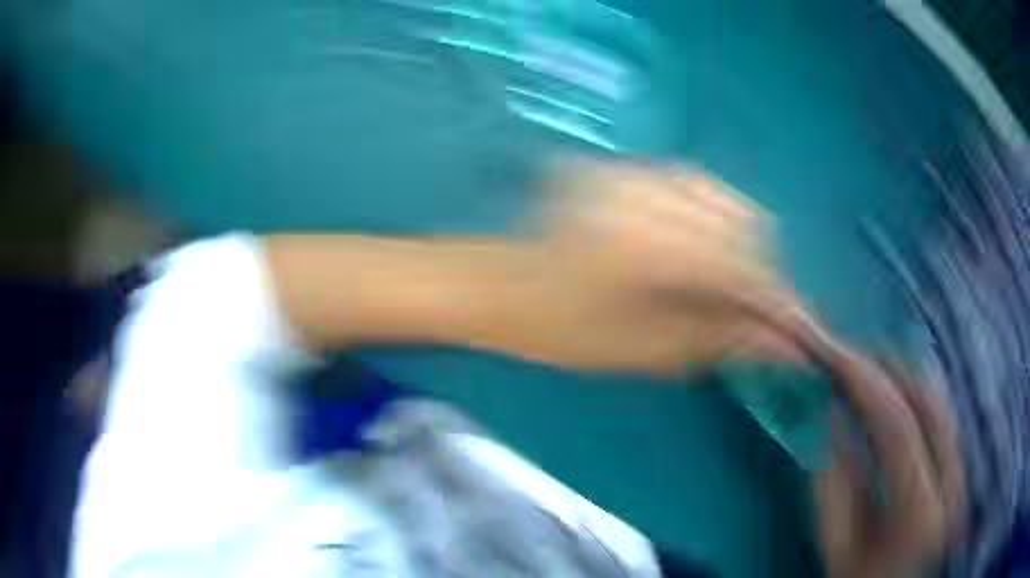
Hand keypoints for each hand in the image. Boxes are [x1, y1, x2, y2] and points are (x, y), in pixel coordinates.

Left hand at [474, 158, 802, 373]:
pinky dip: (711, 219)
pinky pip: (694, 186)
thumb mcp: (651, 349)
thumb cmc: (566, 332)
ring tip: (721, 283)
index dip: (775, 299)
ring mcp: (636, 172)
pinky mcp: (627, 168)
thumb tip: (788, 344)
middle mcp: (650, 193)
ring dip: (737, 243)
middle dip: (758, 269)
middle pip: (746, 222)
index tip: (793, 329)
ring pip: (724, 200)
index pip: (746, 265)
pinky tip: (697, 249)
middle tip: (749, 311)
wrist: (502, 288)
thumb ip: (726, 338)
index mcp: (652, 246)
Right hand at [774, 312, 963, 576]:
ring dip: (898, 374)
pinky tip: (890, 390)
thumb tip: (824, 413)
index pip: (896, 426)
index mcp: (920, 515)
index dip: (862, 380)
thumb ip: (833, 483)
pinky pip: (940, 412)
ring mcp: (963, 471)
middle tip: (841, 353)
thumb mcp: (838, 548)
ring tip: (861, 368)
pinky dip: (912, 391)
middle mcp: (953, 483)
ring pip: (937, 398)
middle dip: (882, 367)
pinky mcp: (962, 466)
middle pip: (925, 399)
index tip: (826, 351)